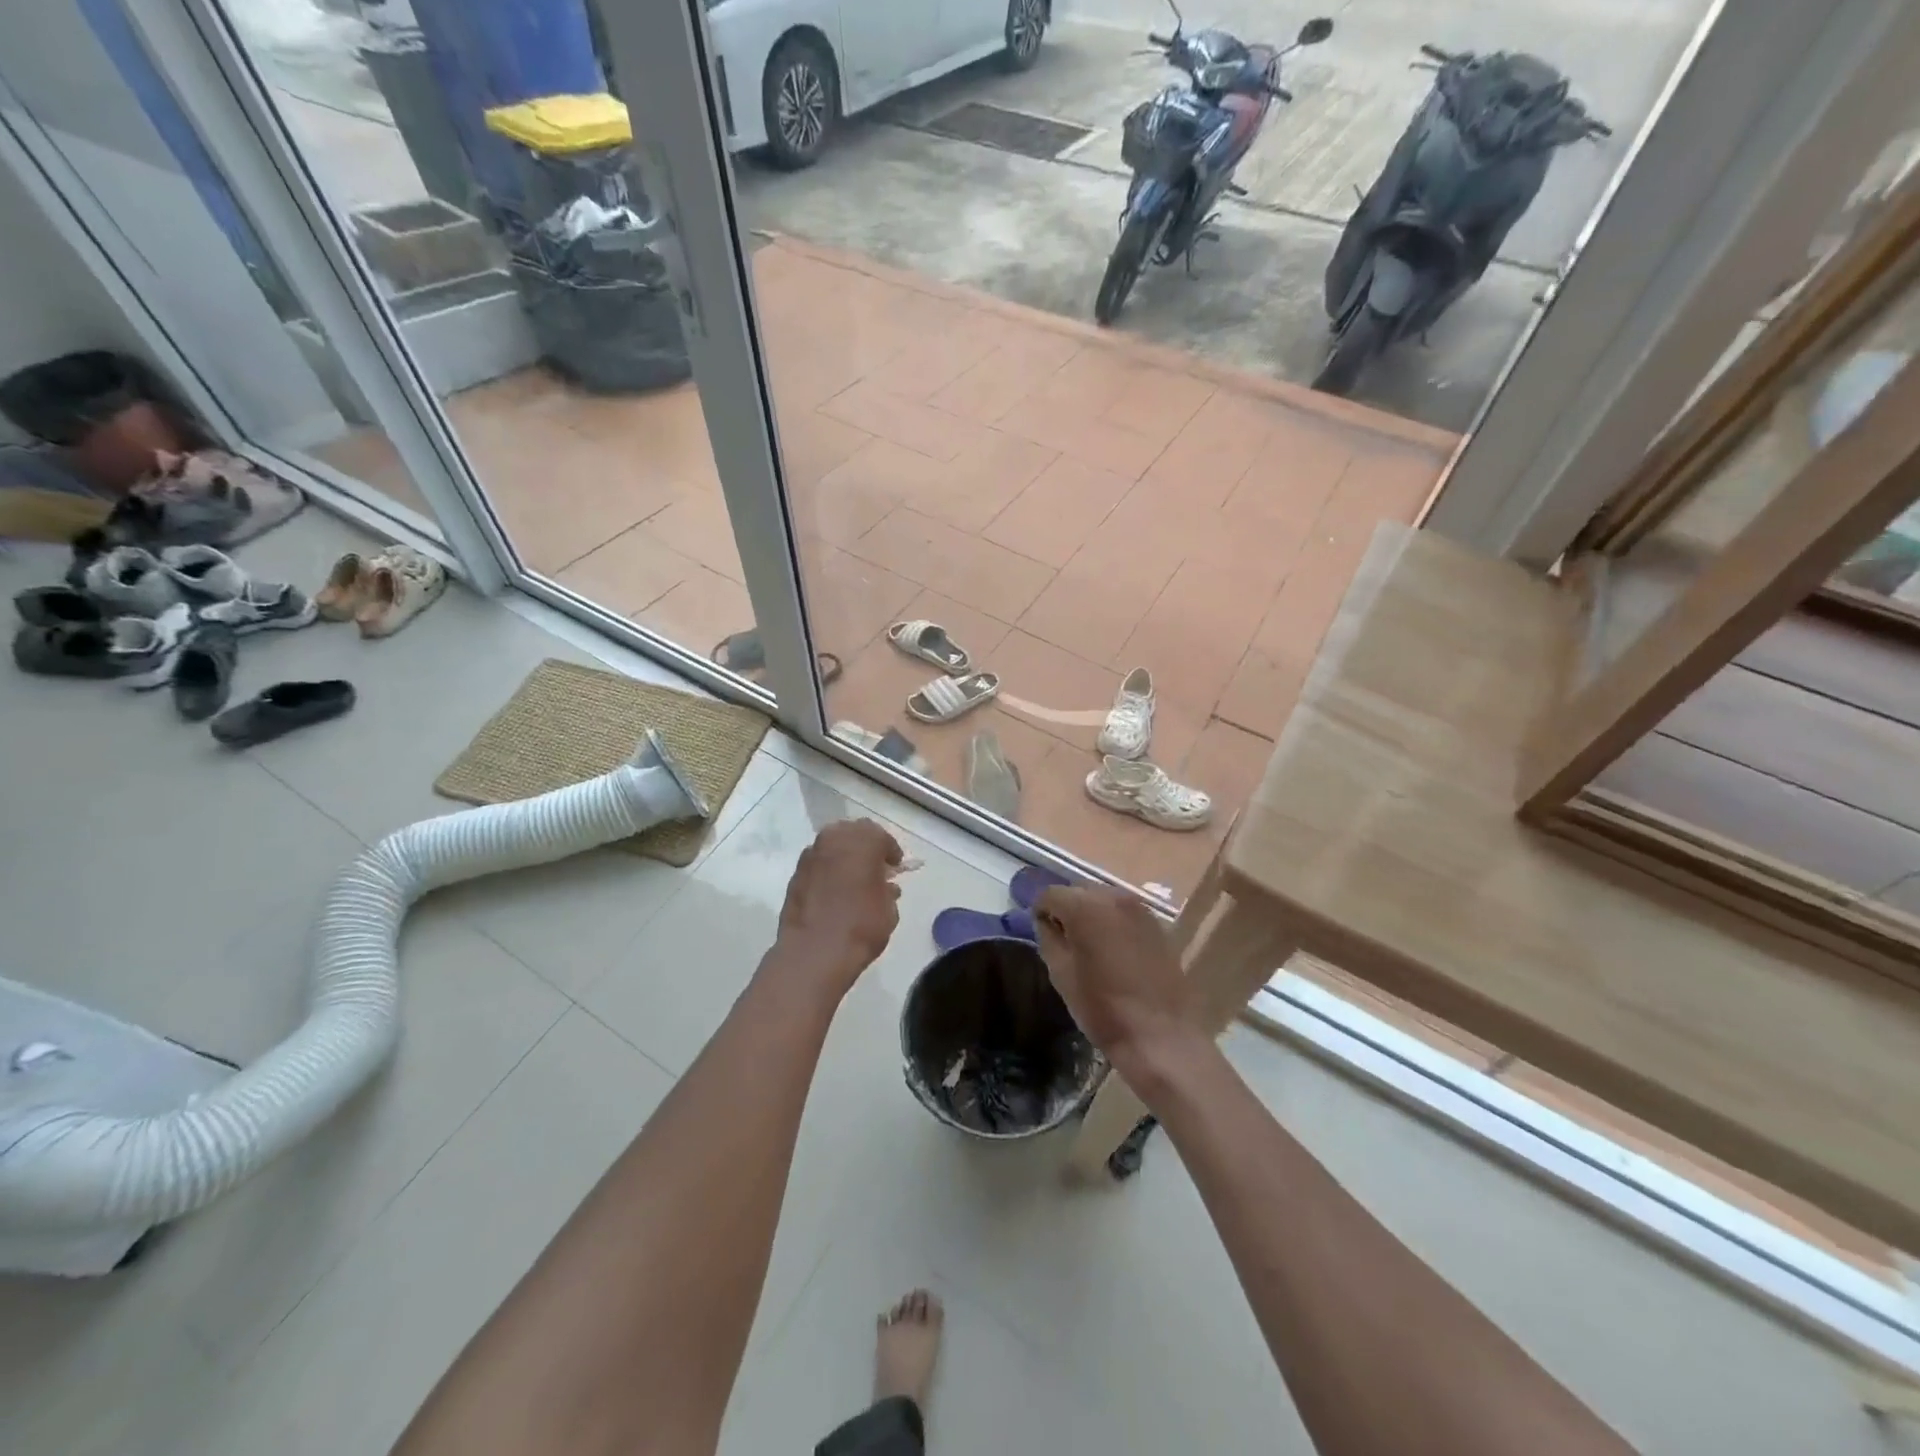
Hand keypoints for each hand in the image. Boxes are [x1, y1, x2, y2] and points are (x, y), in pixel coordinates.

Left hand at [771, 819, 902, 997]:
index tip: (895, 867)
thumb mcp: (889, 910)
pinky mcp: (795, 874)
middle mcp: (834, 840)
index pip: (881, 837)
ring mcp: (810, 856)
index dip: (891, 852)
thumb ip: (888, 890)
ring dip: (844, 855)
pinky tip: (833, 890)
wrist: (814, 953)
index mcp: (862, 842)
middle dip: (866, 845)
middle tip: (874, 867)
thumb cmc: (860, 927)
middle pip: (854, 832)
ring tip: (853, 878)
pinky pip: (817, 862)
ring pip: (832, 844)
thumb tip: (884, 886)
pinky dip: (828, 869)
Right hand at [1033, 886, 1195, 1079]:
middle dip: (1067, 912)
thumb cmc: (1103, 1008)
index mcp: (1086, 907)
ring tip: (1091, 949)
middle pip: (1078, 892)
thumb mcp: (1061, 975)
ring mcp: (1140, 909)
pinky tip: (1116, 953)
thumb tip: (1046, 922)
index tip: (1043, 936)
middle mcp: (1114, 896)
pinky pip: (1124, 914)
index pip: (1050, 894)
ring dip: (1092, 917)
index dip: (1041, 913)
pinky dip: (1114, 925)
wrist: (1161, 1036)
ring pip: (1103, 901)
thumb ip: (1048, 938)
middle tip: (1065, 943)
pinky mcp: (1157, 925)